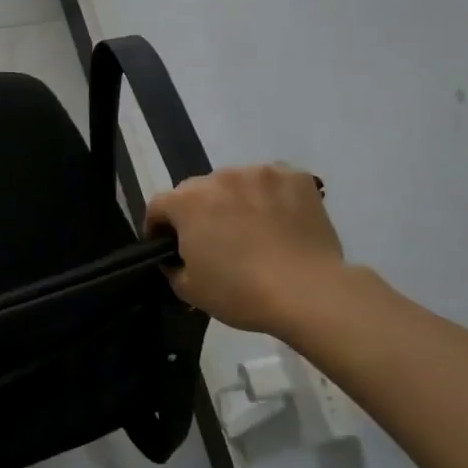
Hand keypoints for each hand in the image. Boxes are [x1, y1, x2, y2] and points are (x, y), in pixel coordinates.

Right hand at [145, 164, 345, 333]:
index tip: (168, 245)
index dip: (158, 227)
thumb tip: (175, 257)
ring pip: (236, 183)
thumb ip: (172, 266)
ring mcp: (260, 174)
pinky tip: (281, 221)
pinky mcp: (296, 178)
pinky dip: (271, 198)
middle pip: (197, 191)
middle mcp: (219, 177)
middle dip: (198, 211)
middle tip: (213, 240)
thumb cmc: (240, 292)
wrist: (309, 293)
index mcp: (186, 201)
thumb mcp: (189, 289)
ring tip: (252, 229)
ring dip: (235, 200)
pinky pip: (273, 183)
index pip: (158, 206)